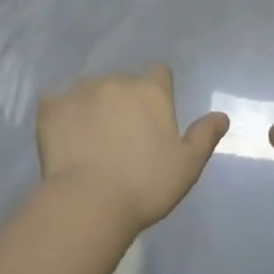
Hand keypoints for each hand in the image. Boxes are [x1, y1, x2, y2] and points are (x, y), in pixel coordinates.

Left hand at [36, 64, 229, 232]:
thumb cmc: (146, 185)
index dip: (157, 91)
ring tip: (89, 141)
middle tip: (121, 138)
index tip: (152, 117)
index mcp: (151, 91)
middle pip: (122, 83)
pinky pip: (56, 103)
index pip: (159, 73)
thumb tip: (222, 116)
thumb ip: (204, 136)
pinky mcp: (51, 106)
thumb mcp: (187, 166)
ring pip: (89, 91)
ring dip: (92, 107)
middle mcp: (116, 81)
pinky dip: (61, 116)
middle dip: (122, 102)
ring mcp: (81, 90)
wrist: (89, 201)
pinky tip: (63, 140)